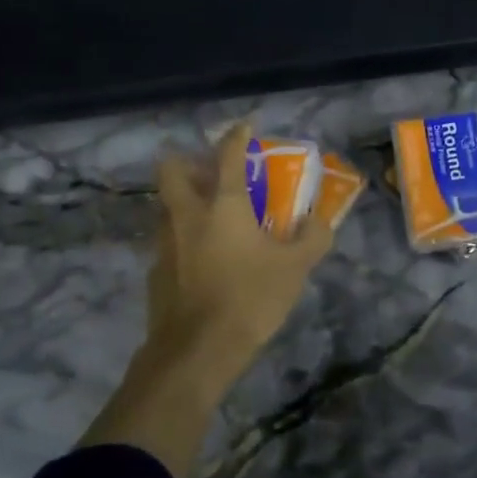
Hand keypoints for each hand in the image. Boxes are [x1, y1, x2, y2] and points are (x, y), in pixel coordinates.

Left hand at [143, 121, 333, 394]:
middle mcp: (188, 215)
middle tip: (207, 170)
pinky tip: (200, 259)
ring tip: (208, 216)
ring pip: (166, 206)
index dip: (236, 135)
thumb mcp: (295, 269)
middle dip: (186, 160)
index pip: (228, 156)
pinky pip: (167, 241)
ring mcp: (165, 242)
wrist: (196, 352)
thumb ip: (312, 239)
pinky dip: (182, 238)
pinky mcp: (155, 271)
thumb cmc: (250, 298)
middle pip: (171, 170)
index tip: (245, 125)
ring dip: (183, 201)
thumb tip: (321, 220)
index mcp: (223, 206)